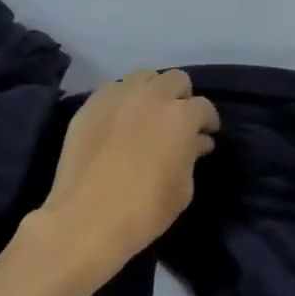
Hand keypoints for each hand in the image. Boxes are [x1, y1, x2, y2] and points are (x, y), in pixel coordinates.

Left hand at [32, 69, 218, 280]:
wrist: (86, 219)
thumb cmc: (144, 210)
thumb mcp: (182, 189)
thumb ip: (192, 156)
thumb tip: (197, 141)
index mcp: (180, 116)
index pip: (204, 107)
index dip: (208, 122)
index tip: (206, 135)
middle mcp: (150, 96)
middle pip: (176, 80)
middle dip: (182, 98)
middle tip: (178, 122)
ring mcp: (116, 97)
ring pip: (143, 77)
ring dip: (152, 91)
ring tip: (149, 115)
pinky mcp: (89, 106)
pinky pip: (113, 89)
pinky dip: (124, 99)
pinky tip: (121, 121)